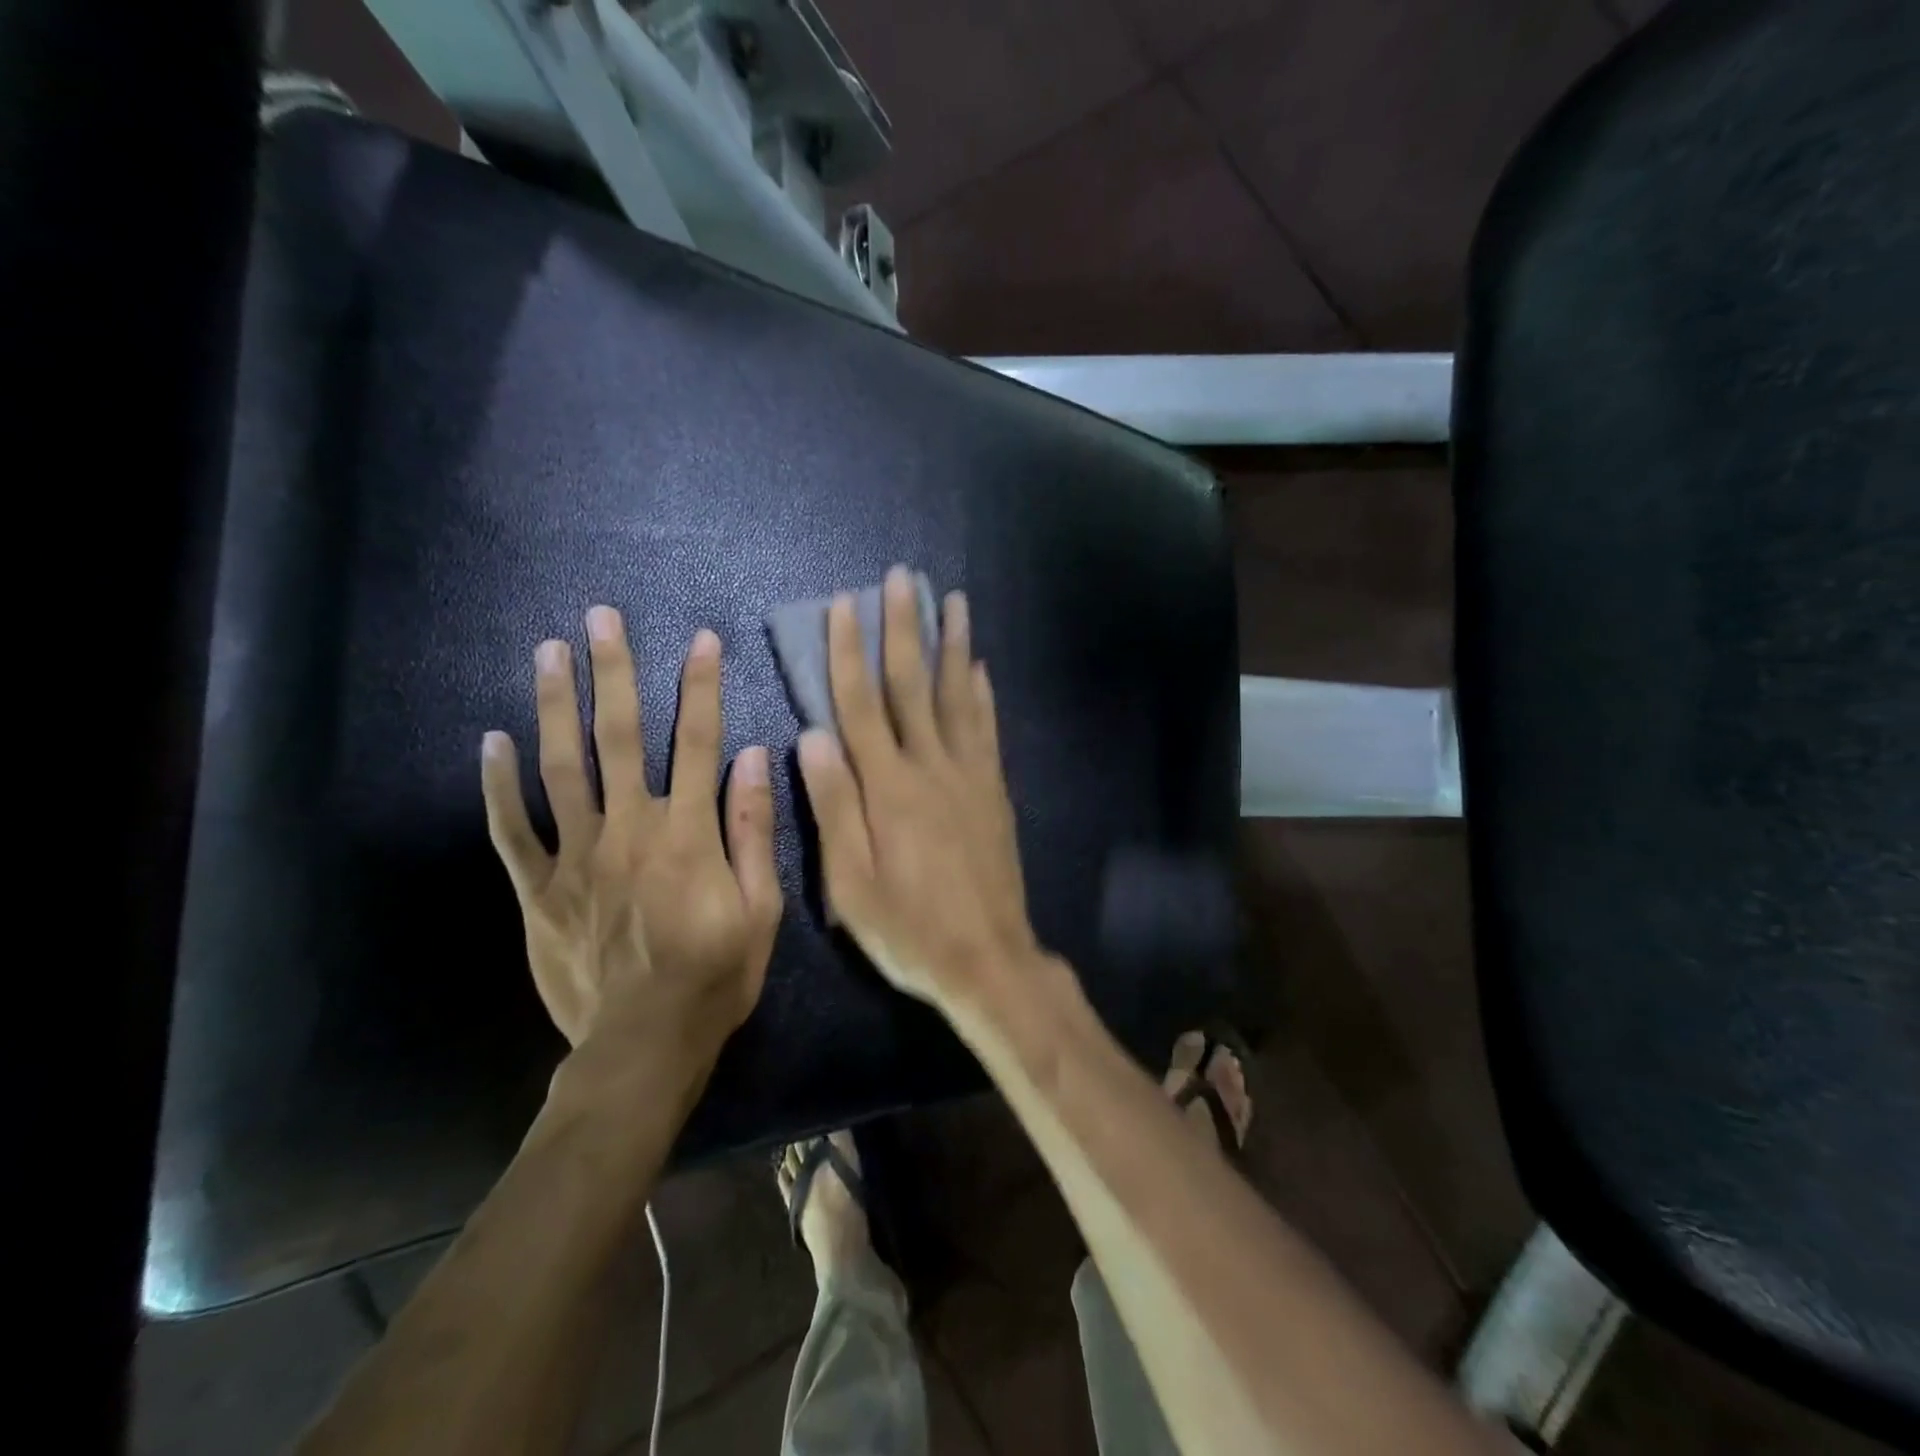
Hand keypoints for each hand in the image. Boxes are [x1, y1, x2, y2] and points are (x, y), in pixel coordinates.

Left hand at [481, 606, 782, 1063]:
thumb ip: (752, 830)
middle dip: (614, 672)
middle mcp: (630, 829)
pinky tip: (491, 741)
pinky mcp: (539, 890)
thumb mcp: (761, 908)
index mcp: (687, 833)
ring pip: (562, 768)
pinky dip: (499, 785)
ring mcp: (577, 857)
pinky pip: (513, 830)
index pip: (698, 742)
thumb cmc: (716, 975)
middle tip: (600, 617)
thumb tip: (753, 758)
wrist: (644, 1044)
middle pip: (620, 737)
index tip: (701, 640)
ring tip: (549, 651)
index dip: (701, 687)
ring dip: (556, 705)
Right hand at [796, 567, 1041, 1011]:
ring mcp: (970, 776)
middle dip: (904, 628)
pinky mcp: (995, 791)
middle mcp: (931, 768)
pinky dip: (982, 693)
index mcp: (889, 788)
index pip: (860, 705)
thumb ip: (834, 805)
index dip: (849, 653)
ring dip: (952, 645)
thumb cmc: (909, 929)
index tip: (844, 605)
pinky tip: (980, 667)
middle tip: (902, 577)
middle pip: (913, 686)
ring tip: (953, 600)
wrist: (988, 960)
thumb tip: (812, 735)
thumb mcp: (851, 883)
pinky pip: (987, 730)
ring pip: (958, 696)